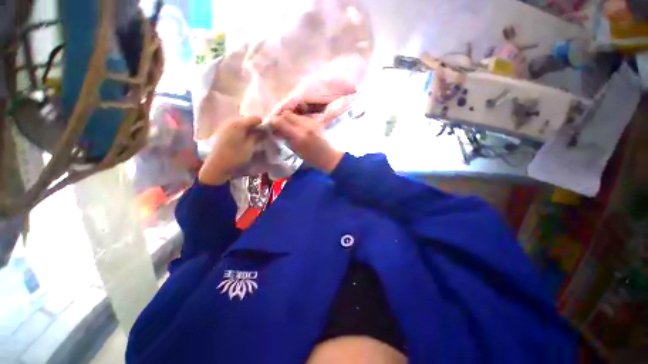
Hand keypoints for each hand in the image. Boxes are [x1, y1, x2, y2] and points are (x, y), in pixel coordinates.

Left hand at [199, 116, 261, 184]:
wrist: (216, 165)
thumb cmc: (235, 156)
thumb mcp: (250, 147)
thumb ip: (258, 136)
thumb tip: (264, 131)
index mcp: (239, 123)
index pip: (256, 118)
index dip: (263, 125)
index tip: (266, 134)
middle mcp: (231, 120)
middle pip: (248, 120)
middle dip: (255, 127)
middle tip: (260, 138)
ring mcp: (225, 125)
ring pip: (242, 124)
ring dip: (248, 130)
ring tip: (252, 140)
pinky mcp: (222, 131)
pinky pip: (236, 128)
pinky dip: (241, 132)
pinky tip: (243, 141)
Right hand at [271, 112, 342, 172]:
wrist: (328, 156)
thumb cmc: (311, 158)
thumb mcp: (295, 149)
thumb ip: (285, 137)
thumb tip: (275, 130)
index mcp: (299, 135)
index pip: (281, 121)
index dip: (273, 121)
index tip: (270, 125)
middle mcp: (305, 125)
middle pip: (287, 114)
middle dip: (280, 118)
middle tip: (278, 125)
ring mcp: (312, 122)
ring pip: (294, 115)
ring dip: (288, 119)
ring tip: (287, 127)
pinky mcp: (316, 121)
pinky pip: (302, 117)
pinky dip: (296, 121)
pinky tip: (296, 128)